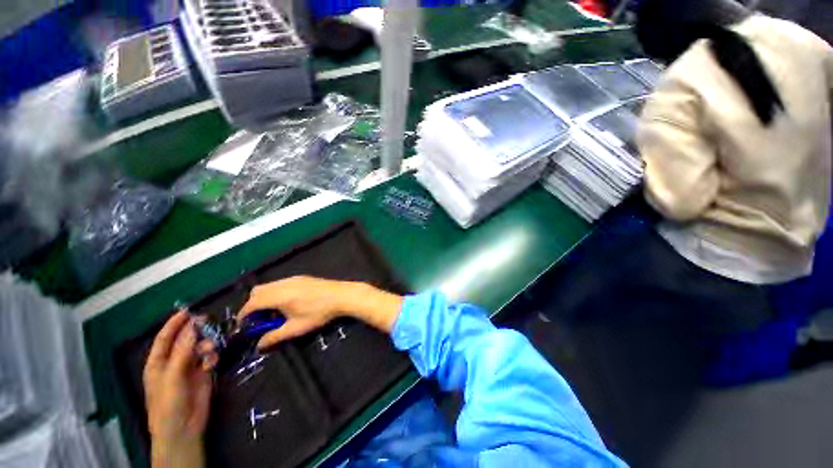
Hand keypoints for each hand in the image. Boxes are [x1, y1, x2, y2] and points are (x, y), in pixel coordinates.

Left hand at [143, 311, 216, 467]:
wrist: (184, 427)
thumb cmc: (169, 403)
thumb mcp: (172, 376)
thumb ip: (182, 351)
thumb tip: (193, 326)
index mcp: (158, 362)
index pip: (165, 337)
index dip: (175, 323)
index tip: (188, 310)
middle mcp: (173, 361)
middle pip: (185, 340)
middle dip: (196, 331)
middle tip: (208, 322)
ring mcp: (189, 367)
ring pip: (200, 347)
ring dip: (207, 345)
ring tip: (210, 350)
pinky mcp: (203, 373)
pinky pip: (209, 357)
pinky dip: (212, 356)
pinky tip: (212, 362)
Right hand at [238, 276, 403, 348]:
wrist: (342, 295)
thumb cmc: (319, 312)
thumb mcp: (296, 328)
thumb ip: (274, 337)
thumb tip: (259, 345)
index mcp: (278, 296)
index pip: (251, 304)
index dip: (243, 315)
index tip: (243, 326)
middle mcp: (283, 284)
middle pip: (257, 291)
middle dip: (252, 305)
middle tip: (259, 320)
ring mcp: (293, 278)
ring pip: (269, 286)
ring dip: (264, 298)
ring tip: (274, 313)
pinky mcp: (302, 277)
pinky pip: (280, 283)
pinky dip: (275, 292)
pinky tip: (287, 303)